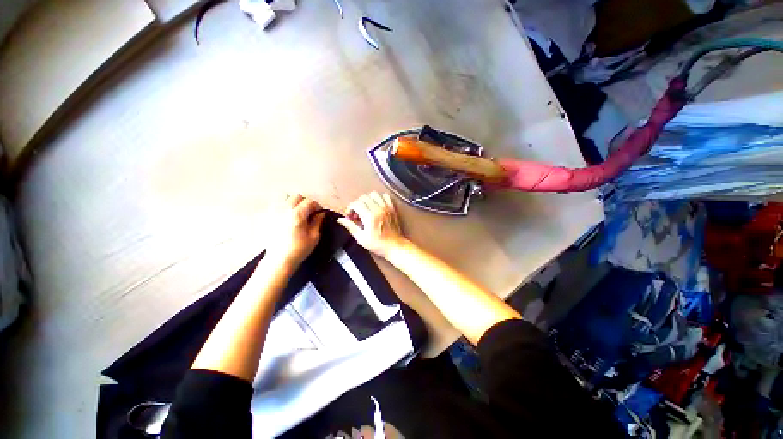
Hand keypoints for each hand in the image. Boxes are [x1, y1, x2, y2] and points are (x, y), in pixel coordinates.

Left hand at [265, 194, 324, 268]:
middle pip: (297, 197)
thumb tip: (320, 214)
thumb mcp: (314, 236)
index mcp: (297, 214)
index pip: (309, 201)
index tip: (319, 212)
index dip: (317, 205)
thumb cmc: (298, 249)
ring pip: (285, 198)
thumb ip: (317, 222)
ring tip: (298, 212)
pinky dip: (283, 206)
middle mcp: (284, 210)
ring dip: (293, 202)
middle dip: (305, 202)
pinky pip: (276, 205)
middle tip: (310, 212)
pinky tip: (287, 216)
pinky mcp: (268, 218)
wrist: (279, 260)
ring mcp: (274, 213)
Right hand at [337, 192, 407, 258]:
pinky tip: (377, 206)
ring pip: (374, 194)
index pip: (356, 204)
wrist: (394, 246)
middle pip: (364, 197)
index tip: (350, 216)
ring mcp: (386, 207)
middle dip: (357, 204)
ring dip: (368, 200)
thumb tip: (340, 219)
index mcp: (370, 216)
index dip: (350, 208)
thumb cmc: (378, 244)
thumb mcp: (361, 238)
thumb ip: (350, 226)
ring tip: (366, 208)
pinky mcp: (392, 208)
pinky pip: (385, 196)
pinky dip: (380, 198)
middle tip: (357, 214)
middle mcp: (378, 209)